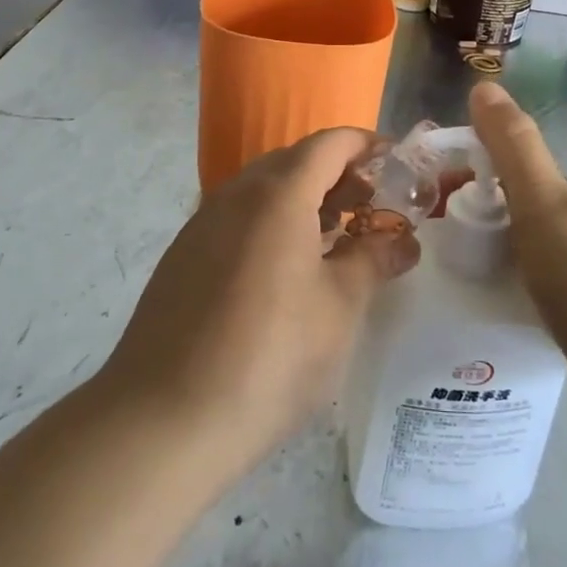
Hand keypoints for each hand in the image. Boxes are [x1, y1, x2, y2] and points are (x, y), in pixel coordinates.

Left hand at [100, 129, 418, 480]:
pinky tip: (287, 272)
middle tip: (373, 209)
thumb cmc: (270, 356)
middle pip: (295, 162)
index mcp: (279, 194)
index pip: (330, 143)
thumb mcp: (339, 308)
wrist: (163, 422)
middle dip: (339, 176)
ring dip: (305, 201)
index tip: (398, 164)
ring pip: (264, 191)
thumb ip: (374, 260)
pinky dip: (272, 224)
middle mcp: (236, 194)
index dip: (367, 145)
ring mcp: (202, 224)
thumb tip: (403, 241)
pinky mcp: (183, 257)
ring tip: (336, 240)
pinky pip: (238, 219)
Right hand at [469, 81, 566, 461]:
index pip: (520, 177)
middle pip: (525, 219)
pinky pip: (544, 304)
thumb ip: (513, 147)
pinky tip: (494, 324)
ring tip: (458, 289)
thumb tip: (484, 85)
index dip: (477, 180)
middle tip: (441, 253)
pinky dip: (517, 304)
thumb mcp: (542, 203)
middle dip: (485, 228)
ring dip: (500, 269)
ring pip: (534, 263)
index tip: (437, 203)